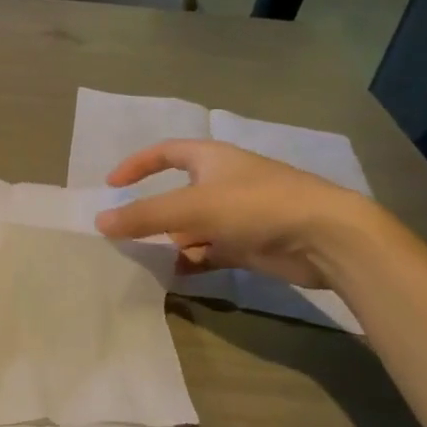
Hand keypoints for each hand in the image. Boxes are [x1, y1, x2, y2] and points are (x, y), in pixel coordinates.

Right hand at [94, 140, 370, 288]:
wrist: (326, 237)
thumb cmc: (255, 206)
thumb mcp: (192, 207)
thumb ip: (144, 216)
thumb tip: (100, 221)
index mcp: (210, 158)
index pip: (165, 152)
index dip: (136, 165)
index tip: (111, 185)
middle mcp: (223, 182)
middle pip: (177, 193)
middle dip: (152, 212)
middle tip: (125, 230)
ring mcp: (238, 214)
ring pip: (193, 225)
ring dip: (171, 240)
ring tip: (144, 257)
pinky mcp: (251, 244)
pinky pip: (212, 251)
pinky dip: (194, 260)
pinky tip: (176, 274)